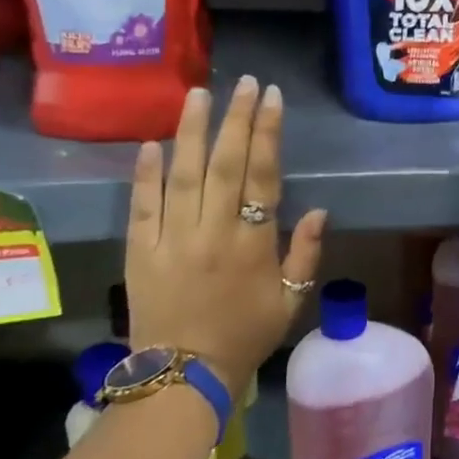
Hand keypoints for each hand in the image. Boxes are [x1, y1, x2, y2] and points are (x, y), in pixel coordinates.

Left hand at [125, 77, 324, 390]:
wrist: (184, 375)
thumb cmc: (245, 336)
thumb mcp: (290, 301)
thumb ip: (305, 254)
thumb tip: (318, 210)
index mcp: (253, 244)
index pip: (262, 176)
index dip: (267, 134)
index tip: (270, 98)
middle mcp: (213, 232)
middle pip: (224, 165)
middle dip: (235, 120)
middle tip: (242, 82)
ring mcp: (173, 240)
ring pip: (182, 175)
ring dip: (191, 132)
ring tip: (198, 94)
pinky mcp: (140, 251)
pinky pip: (142, 206)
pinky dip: (145, 174)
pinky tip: (151, 143)